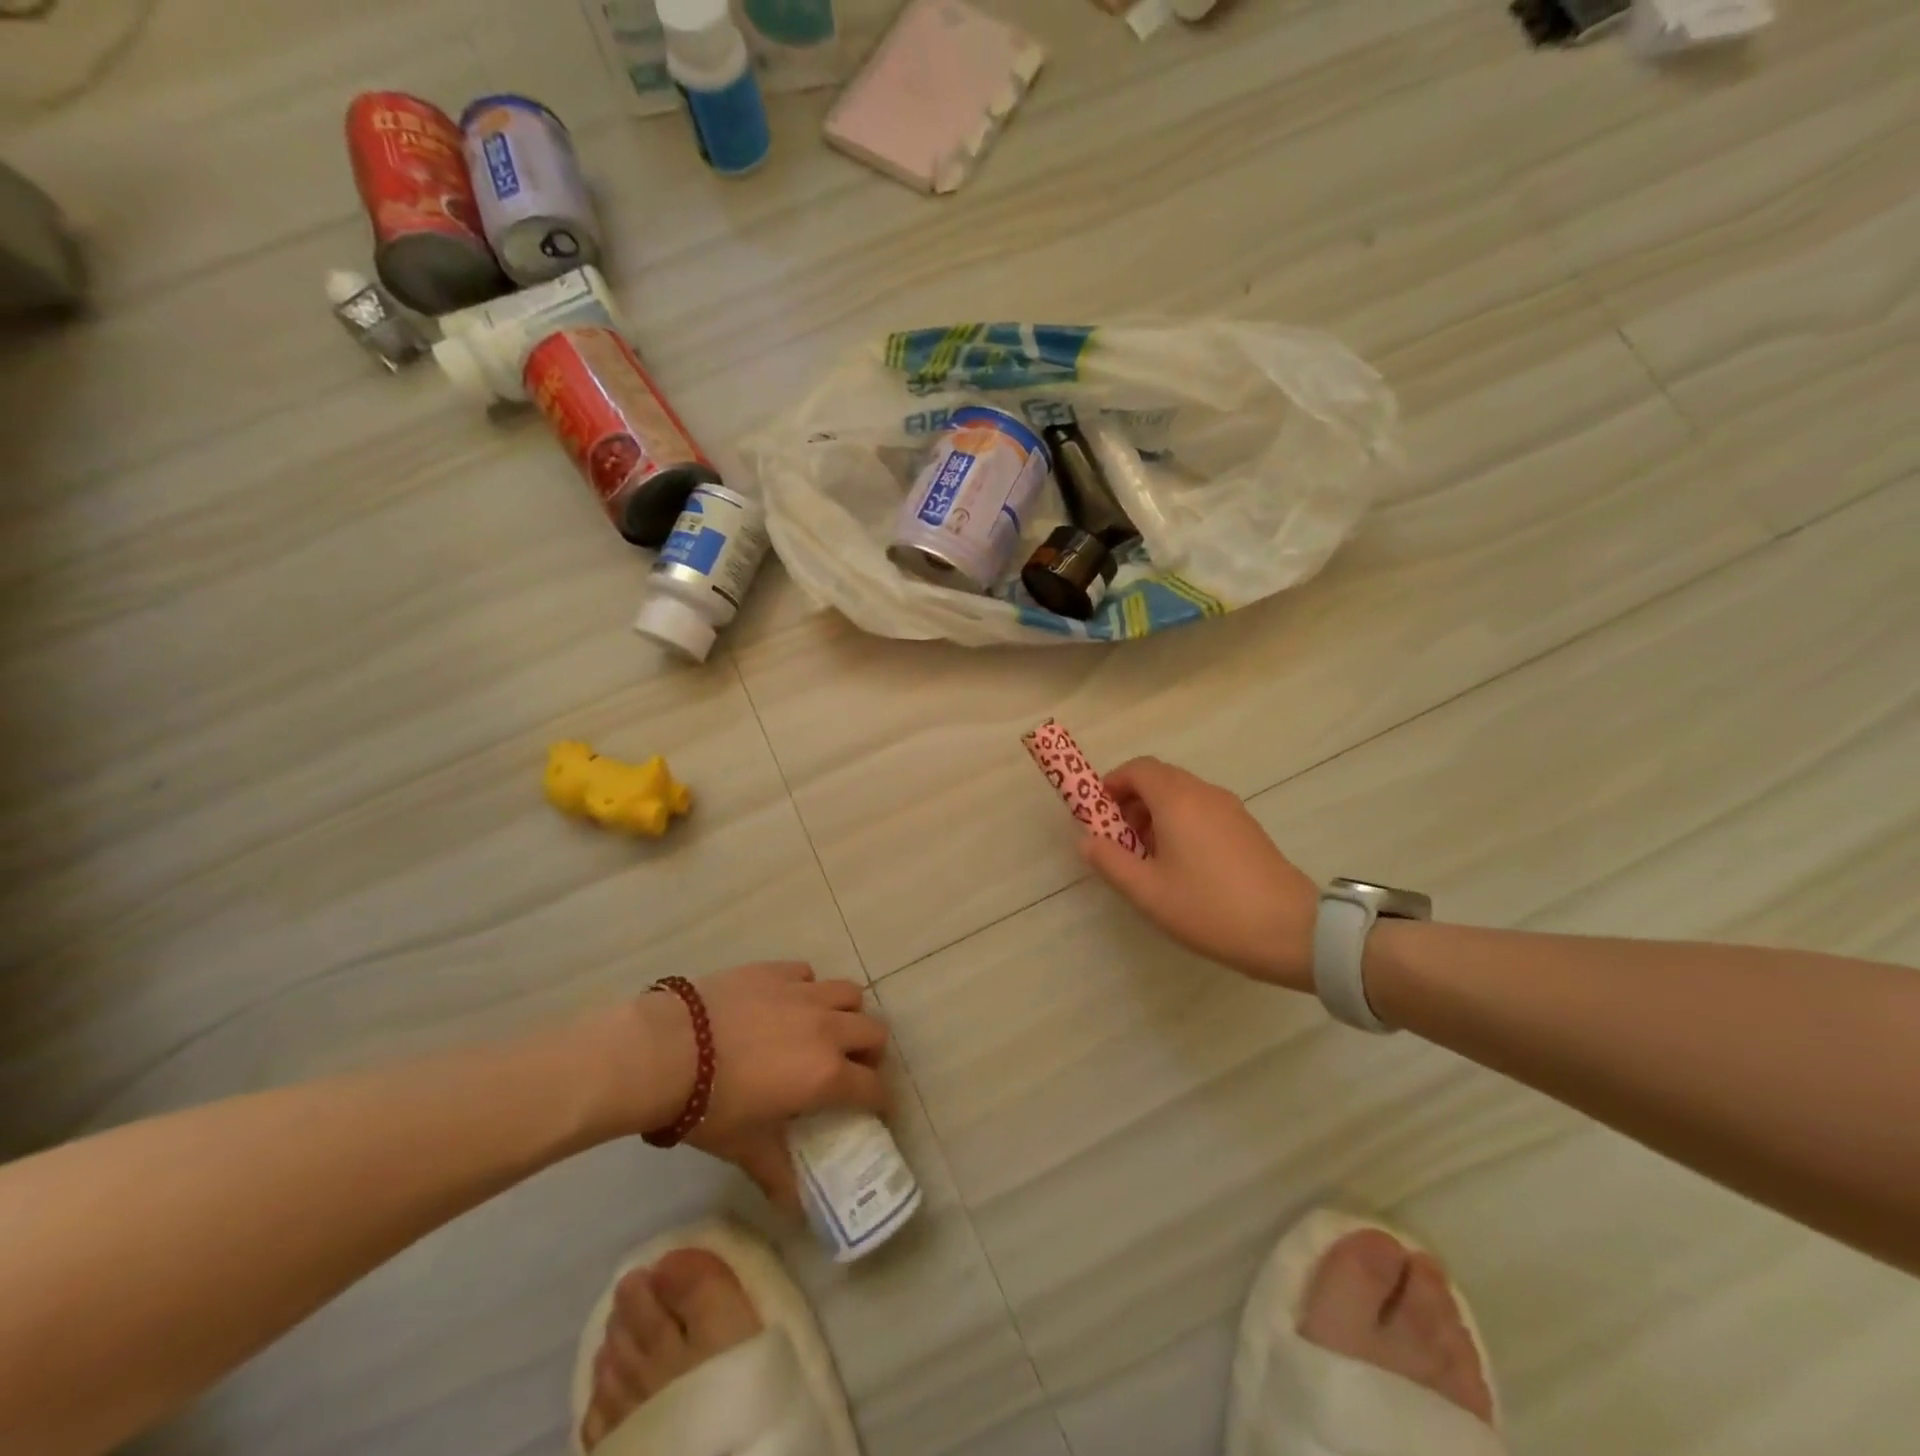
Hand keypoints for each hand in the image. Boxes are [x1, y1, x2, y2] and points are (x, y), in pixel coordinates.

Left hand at [619, 962, 890, 1207]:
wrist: (668, 1050)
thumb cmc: (709, 1106)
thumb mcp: (745, 1146)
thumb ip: (777, 1173)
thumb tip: (795, 1210)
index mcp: (825, 1074)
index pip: (873, 1088)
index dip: (879, 1101)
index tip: (874, 1109)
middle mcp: (826, 1028)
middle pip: (874, 1031)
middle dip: (870, 1052)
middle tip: (850, 1068)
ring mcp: (803, 993)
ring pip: (849, 993)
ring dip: (847, 1013)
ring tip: (826, 1028)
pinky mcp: (777, 970)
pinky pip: (808, 974)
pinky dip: (808, 988)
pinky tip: (787, 1003)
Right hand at [1079, 757, 1318, 990]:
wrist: (1291, 931)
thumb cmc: (1210, 908)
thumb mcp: (1147, 891)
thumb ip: (1109, 861)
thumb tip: (1085, 839)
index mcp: (1177, 800)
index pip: (1137, 768)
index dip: (1111, 783)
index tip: (1096, 813)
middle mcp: (1204, 793)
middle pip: (1159, 778)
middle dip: (1131, 801)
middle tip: (1118, 838)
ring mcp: (1230, 809)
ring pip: (1182, 795)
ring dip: (1155, 813)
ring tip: (1147, 857)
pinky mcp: (1246, 827)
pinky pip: (1202, 810)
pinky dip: (1180, 823)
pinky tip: (1181, 865)